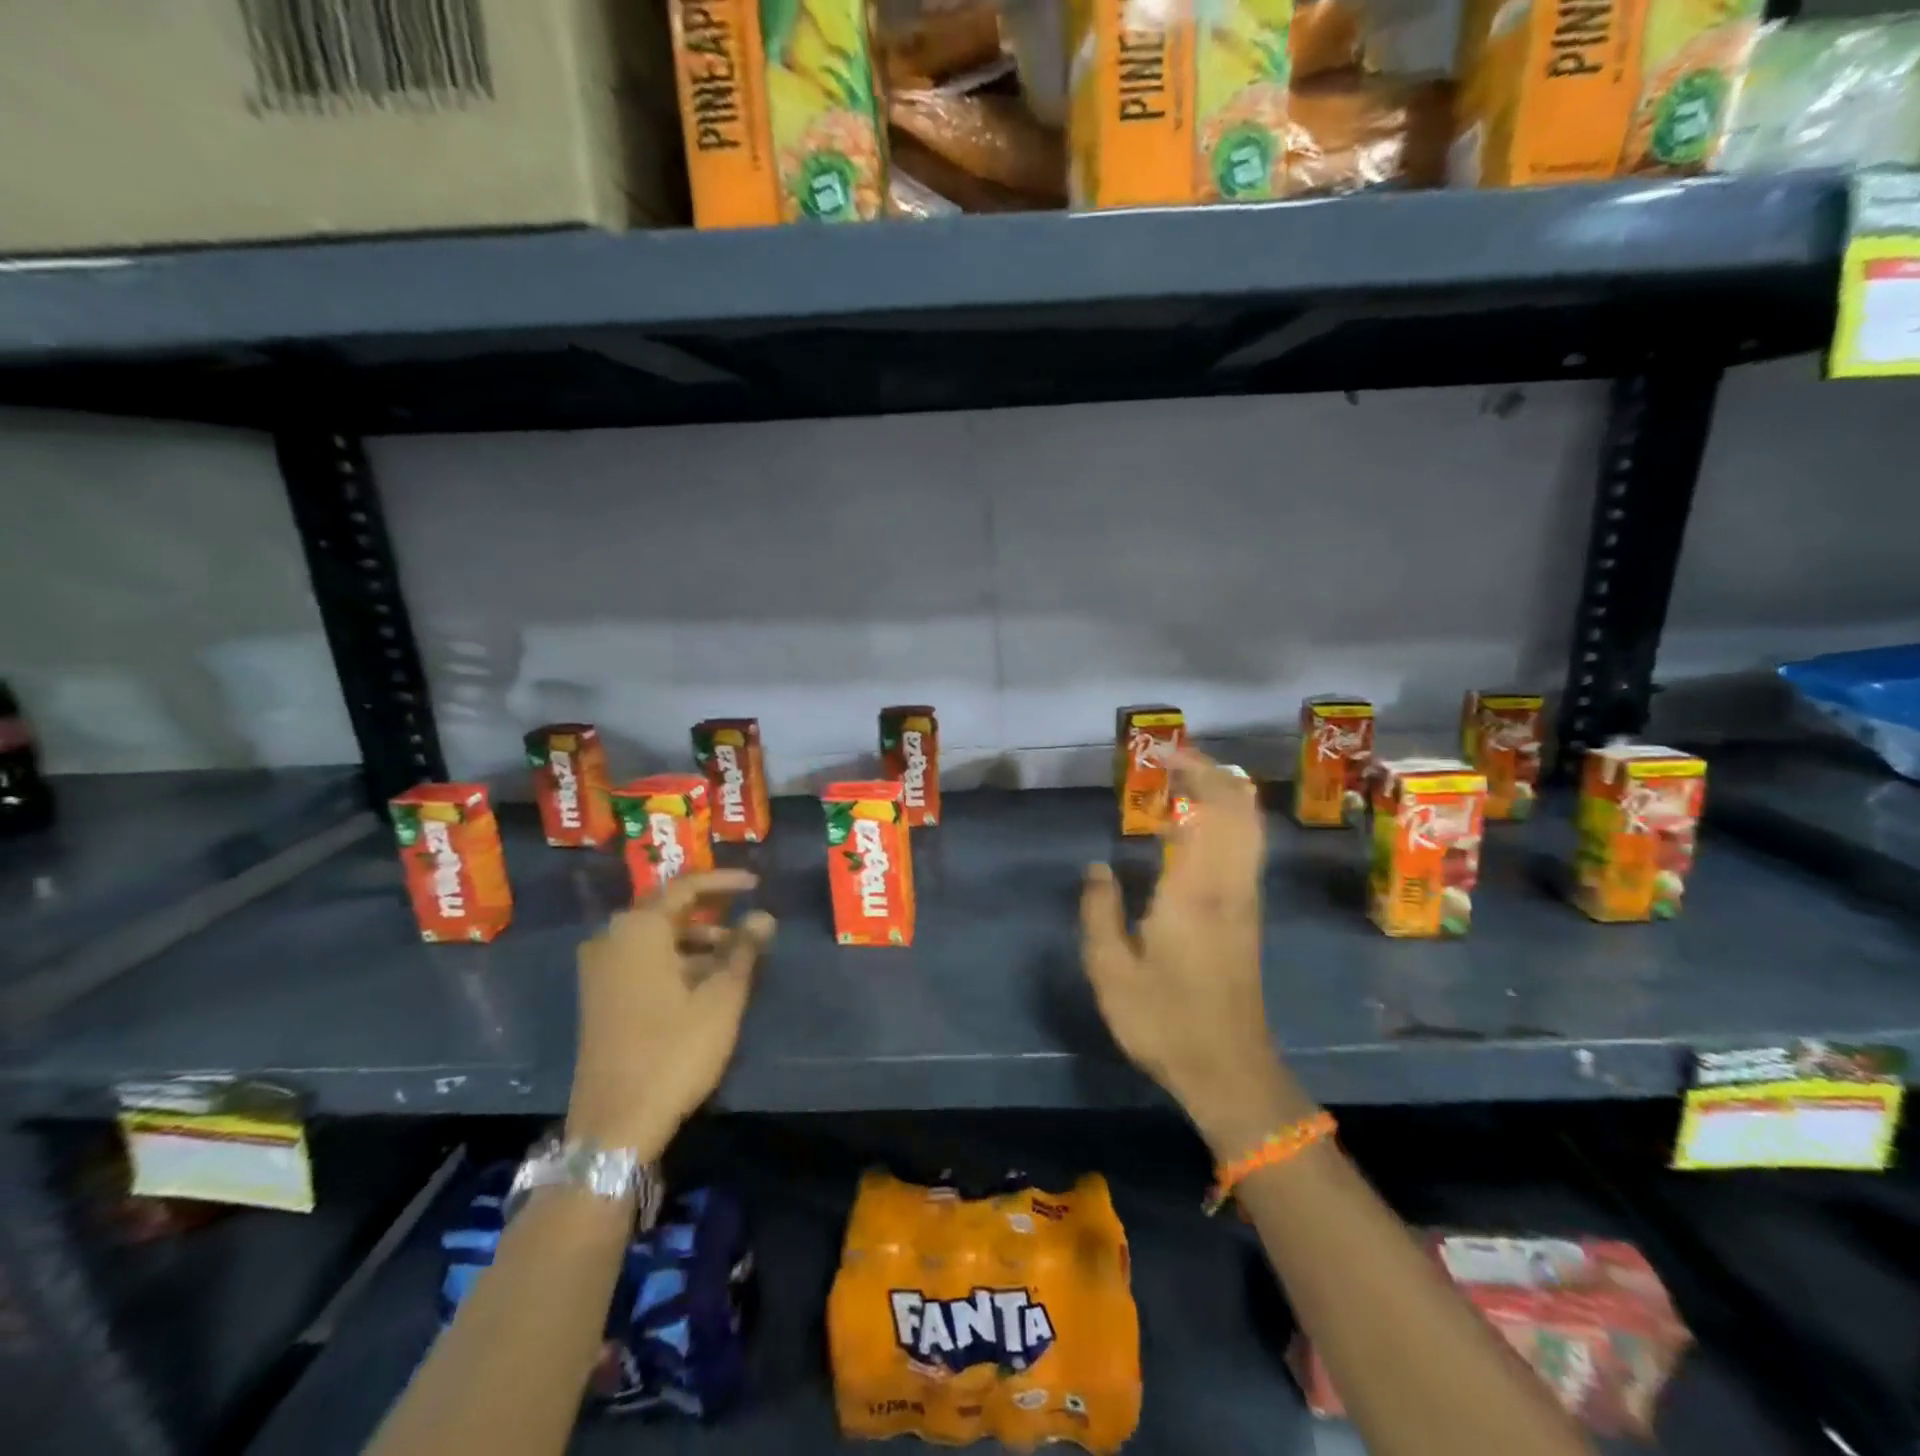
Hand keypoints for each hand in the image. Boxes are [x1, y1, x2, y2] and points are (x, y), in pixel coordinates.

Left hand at [567, 870, 774, 1155]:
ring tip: (738, 958)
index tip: (757, 885)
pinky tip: (708, 983)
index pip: (686, 887)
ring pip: (657, 939)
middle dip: (713, 913)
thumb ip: (744, 949)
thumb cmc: (674, 1050)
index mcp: (637, 930)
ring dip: (698, 941)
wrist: (615, 1124)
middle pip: (669, 911)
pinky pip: (643, 962)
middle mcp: (611, 940)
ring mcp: (600, 971)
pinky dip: (677, 962)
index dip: (724, 882)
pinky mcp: (600, 999)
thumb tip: (763, 916)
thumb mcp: (722, 997)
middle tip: (750, 921)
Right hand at [1080, 750, 1315, 1158]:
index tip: (1164, 754)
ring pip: (1250, 828)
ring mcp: (1246, 900)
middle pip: (1241, 809)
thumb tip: (1096, 867)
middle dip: (1214, 773)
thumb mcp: (1110, 970)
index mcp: (1195, 890)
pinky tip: (1194, 832)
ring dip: (1224, 795)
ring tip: (1185, 784)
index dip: (1193, 773)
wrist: (1229, 1071)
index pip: (1208, 810)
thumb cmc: (1164, 1019)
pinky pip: (1246, 850)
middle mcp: (1230, 884)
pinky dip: (1228, 823)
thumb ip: (1099, 910)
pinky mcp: (1249, 917)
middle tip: (1176, 759)